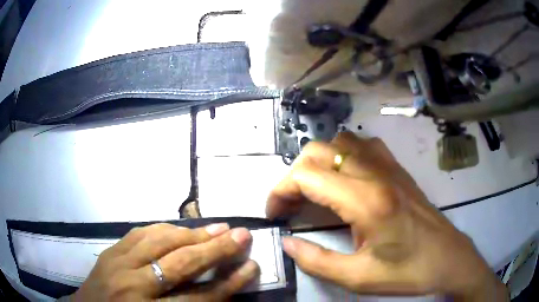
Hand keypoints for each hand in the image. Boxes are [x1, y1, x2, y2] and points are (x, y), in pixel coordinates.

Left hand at [72, 223, 258, 300]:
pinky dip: (165, 229)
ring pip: (160, 242)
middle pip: (181, 264)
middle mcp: (133, 286)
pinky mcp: (110, 250)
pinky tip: (180, 228)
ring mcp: (117, 263)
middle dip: (216, 249)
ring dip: (193, 234)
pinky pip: (140, 233)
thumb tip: (219, 291)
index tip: (251, 268)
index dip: (229, 284)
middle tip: (242, 235)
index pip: (199, 298)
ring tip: (218, 227)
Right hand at [267, 132, 507, 300]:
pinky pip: (363, 145)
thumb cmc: (408, 271)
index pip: (307, 176)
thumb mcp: (358, 277)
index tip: (275, 214)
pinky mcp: (398, 168)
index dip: (281, 192)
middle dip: (294, 175)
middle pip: (319, 151)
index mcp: (367, 201)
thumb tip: (288, 244)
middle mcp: (376, 173)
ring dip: (318, 162)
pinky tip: (344, 177)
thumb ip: (317, 261)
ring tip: (313, 190)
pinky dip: (343, 154)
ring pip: (340, 141)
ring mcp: (389, 166)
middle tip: (290, 204)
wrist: (448, 258)